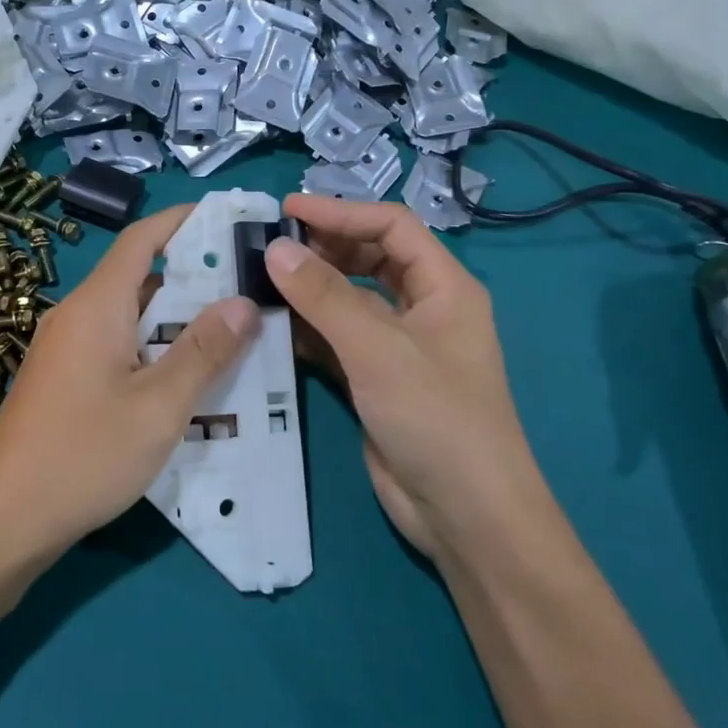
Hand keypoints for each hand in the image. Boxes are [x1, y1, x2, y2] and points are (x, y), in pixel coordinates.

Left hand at [0, 204, 258, 564]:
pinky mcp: (63, 380)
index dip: (182, 221)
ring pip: (129, 316)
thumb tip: (242, 302)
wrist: (3, 520)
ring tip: (230, 331)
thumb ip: (202, 351)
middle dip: (192, 275)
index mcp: (96, 306)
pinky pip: (116, 346)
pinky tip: (184, 378)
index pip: (140, 239)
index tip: (227, 218)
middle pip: (138, 277)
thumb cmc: (84, 456)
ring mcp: (65, 350)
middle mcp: (76, 316)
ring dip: (175, 318)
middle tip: (247, 285)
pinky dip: (152, 348)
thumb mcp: (158, 407)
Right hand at [267, 194, 543, 562]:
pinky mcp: (376, 380)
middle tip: (271, 247)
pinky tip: (273, 326)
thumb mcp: (378, 349)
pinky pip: (338, 339)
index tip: (287, 212)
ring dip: (311, 289)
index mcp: (444, 287)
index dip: (341, 213)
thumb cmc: (435, 417)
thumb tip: (274, 249)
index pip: (391, 227)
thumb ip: (324, 296)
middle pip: (370, 258)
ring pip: (350, 300)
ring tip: (261, 280)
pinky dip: (308, 329)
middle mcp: (424, 309)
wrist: (466, 515)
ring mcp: (399, 347)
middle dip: (324, 248)